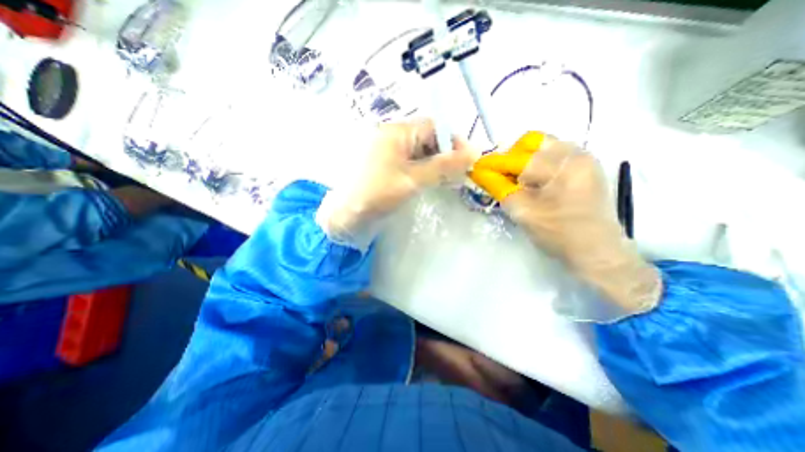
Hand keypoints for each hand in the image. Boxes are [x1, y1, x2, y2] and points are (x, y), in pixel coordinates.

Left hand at [316, 117, 477, 248]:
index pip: (433, 127)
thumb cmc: (377, 195)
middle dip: (445, 154)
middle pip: (427, 138)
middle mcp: (391, 135)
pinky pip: (410, 161)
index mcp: (396, 132)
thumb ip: (443, 166)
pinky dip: (423, 170)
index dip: (453, 141)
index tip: (466, 160)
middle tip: (457, 174)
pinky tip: (429, 181)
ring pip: (420, 151)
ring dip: (435, 163)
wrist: (345, 215)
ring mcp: (387, 150)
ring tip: (446, 180)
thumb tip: (474, 153)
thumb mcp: (413, 180)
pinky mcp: (385, 164)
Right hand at [473, 134, 659, 317]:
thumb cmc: (558, 234)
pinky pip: (553, 154)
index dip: (493, 163)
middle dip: (510, 157)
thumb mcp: (523, 212)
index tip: (476, 168)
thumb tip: (479, 172)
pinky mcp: (585, 165)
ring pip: (542, 145)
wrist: (597, 251)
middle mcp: (576, 153)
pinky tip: (533, 181)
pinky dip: (536, 163)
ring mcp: (583, 157)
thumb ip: (499, 188)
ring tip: (517, 180)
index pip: (518, 158)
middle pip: (531, 142)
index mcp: (562, 166)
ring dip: (523, 159)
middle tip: (501, 176)